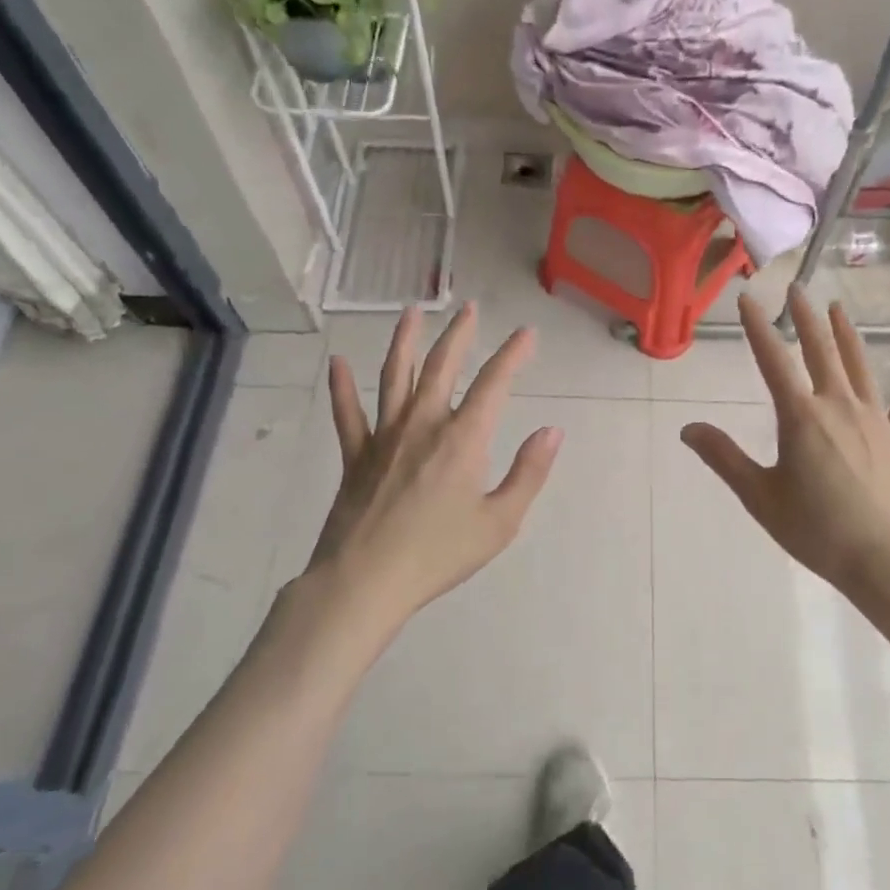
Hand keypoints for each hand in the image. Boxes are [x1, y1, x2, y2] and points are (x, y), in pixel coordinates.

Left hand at [294, 302, 561, 636]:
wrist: (365, 582)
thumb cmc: (439, 554)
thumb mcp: (500, 522)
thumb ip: (528, 473)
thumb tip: (552, 431)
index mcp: (463, 439)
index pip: (494, 383)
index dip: (512, 354)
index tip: (526, 333)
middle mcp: (423, 424)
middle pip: (442, 367)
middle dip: (459, 334)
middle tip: (470, 308)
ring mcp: (384, 436)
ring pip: (394, 376)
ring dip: (404, 341)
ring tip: (411, 312)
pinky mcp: (355, 455)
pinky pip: (347, 414)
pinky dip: (342, 387)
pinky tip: (337, 363)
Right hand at [681, 288, 889, 605]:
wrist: (887, 559)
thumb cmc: (817, 529)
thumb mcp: (760, 496)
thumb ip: (724, 458)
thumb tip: (688, 429)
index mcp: (801, 416)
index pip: (772, 360)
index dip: (757, 326)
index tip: (747, 298)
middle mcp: (838, 405)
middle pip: (820, 351)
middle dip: (806, 318)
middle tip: (797, 289)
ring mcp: (875, 419)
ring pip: (860, 366)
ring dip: (847, 335)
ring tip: (838, 309)